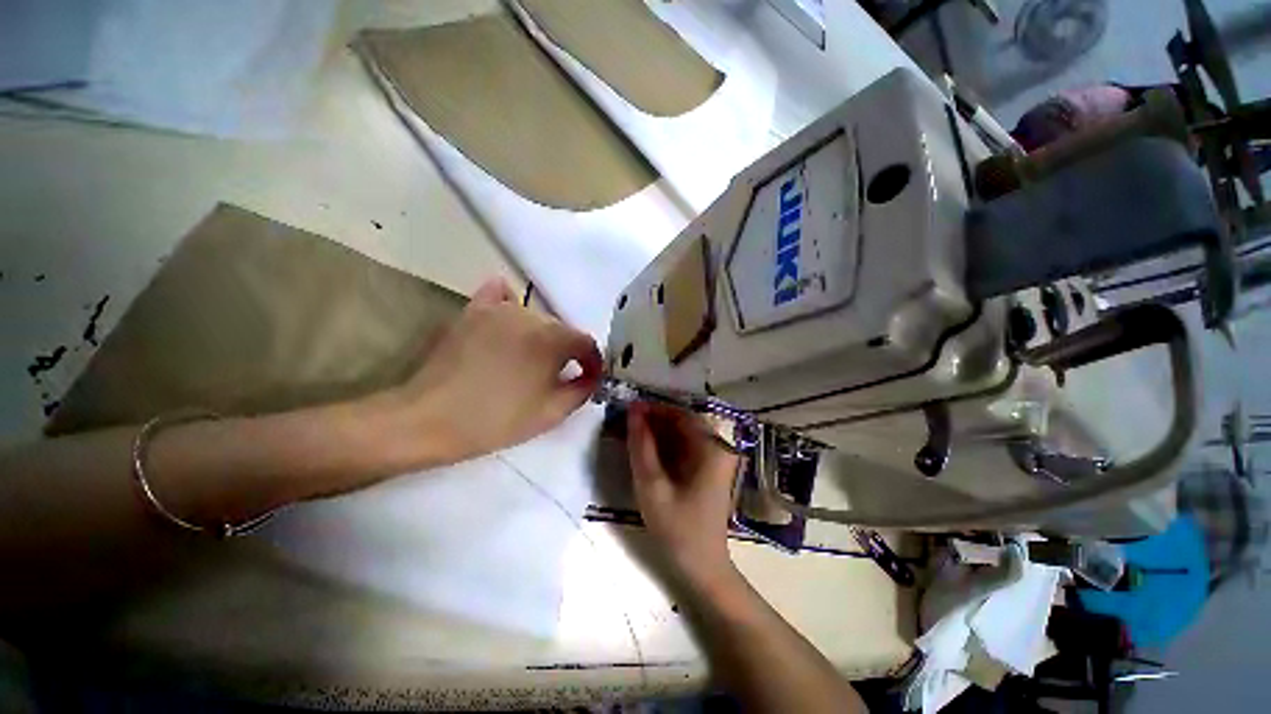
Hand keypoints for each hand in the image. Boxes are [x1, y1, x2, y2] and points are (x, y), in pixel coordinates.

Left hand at [387, 277, 602, 463]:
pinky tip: (509, 320)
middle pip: (562, 330)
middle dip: (567, 352)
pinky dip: (510, 303)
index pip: (586, 342)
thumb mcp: (552, 413)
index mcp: (553, 339)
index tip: (588, 378)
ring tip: (529, 361)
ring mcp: (499, 310)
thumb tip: (592, 375)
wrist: (431, 420)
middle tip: (556, 377)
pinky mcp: (474, 312)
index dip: (592, 362)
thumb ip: (583, 390)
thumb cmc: (498, 420)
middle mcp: (531, 315)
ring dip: (541, 337)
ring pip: (536, 318)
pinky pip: (500, 295)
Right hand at [628, 402, 741, 588]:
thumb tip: (633, 411)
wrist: (702, 568)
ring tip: (630, 435)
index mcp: (712, 447)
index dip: (653, 409)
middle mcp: (718, 447)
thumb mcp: (652, 485)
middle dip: (653, 421)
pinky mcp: (707, 469)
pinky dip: (664, 446)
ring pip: (681, 434)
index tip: (628, 409)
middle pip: (682, 422)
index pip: (681, 414)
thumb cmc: (678, 528)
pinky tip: (645, 451)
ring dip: (656, 432)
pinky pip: (684, 447)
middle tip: (625, 423)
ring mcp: (715, 459)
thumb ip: (641, 445)